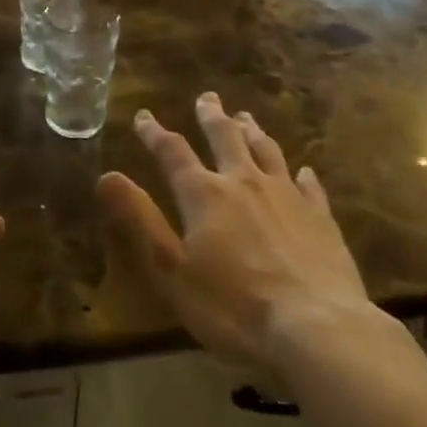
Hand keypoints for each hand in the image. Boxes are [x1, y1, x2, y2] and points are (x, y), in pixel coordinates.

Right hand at [97, 93, 378, 368]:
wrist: (316, 328)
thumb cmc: (233, 307)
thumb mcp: (172, 270)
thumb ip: (140, 220)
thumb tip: (106, 176)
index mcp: (204, 194)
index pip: (172, 152)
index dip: (155, 133)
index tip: (144, 116)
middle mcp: (244, 182)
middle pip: (225, 137)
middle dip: (212, 116)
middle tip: (207, 97)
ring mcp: (287, 195)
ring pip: (266, 151)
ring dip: (253, 132)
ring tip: (245, 117)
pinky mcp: (320, 217)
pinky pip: (309, 186)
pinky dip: (303, 175)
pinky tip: (304, 171)